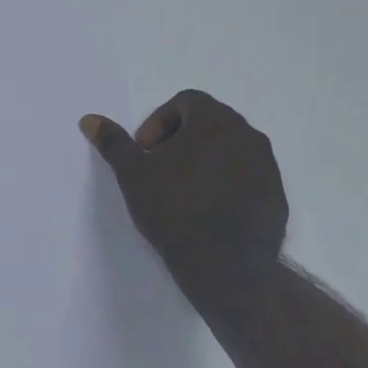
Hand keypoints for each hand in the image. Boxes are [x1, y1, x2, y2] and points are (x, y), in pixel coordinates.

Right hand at [80, 90, 287, 314]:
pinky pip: (247, 177)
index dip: (158, 122)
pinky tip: (207, 212)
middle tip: (159, 170)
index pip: (185, 101)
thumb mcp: (133, 174)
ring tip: (182, 192)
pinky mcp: (277, 196)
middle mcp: (247, 134)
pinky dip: (227, 183)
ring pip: (230, 149)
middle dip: (180, 139)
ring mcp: (267, 166)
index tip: (145, 153)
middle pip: (209, 122)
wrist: (226, 266)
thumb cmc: (174, 208)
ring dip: (204, 160)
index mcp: (214, 120)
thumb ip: (113, 142)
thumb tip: (90, 119)